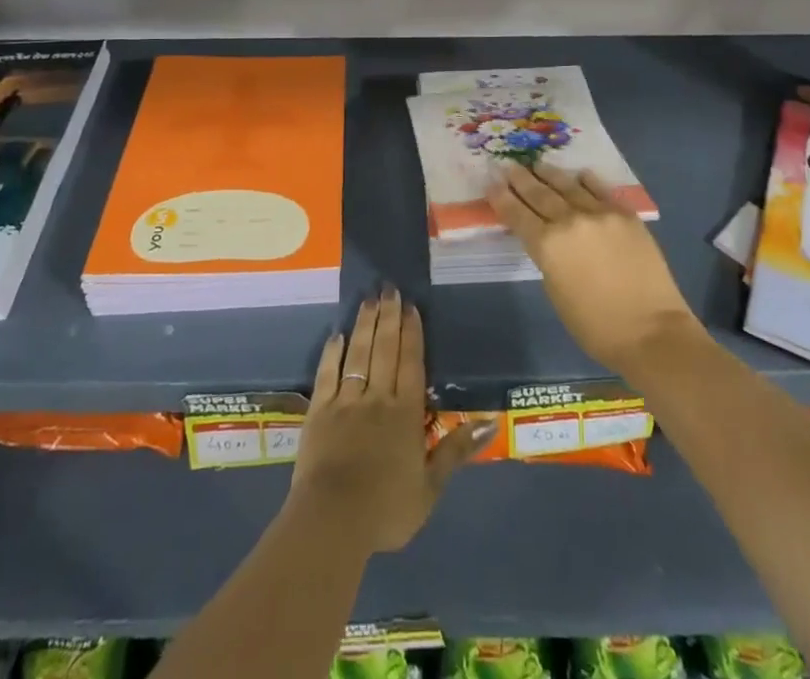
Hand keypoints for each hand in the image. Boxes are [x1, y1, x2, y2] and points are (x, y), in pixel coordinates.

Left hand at [289, 289, 493, 553]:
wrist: (333, 521)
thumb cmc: (387, 509)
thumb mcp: (430, 487)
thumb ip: (457, 450)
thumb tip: (490, 422)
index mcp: (406, 413)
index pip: (411, 363)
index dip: (412, 333)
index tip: (411, 306)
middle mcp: (377, 397)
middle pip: (385, 349)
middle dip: (389, 316)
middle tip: (389, 288)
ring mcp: (346, 401)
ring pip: (358, 354)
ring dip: (365, 324)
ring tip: (369, 298)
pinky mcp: (319, 411)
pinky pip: (327, 374)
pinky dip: (332, 353)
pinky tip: (336, 335)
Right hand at [486, 163, 708, 379]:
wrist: (652, 331)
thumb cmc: (596, 326)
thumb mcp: (556, 293)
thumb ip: (548, 258)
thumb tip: (548, 239)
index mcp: (547, 245)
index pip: (517, 214)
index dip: (501, 197)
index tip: (491, 182)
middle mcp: (569, 221)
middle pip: (539, 194)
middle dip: (521, 179)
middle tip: (509, 165)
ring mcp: (600, 213)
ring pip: (568, 186)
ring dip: (549, 174)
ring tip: (537, 164)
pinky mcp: (625, 214)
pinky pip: (601, 190)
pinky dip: (587, 181)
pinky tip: (580, 174)